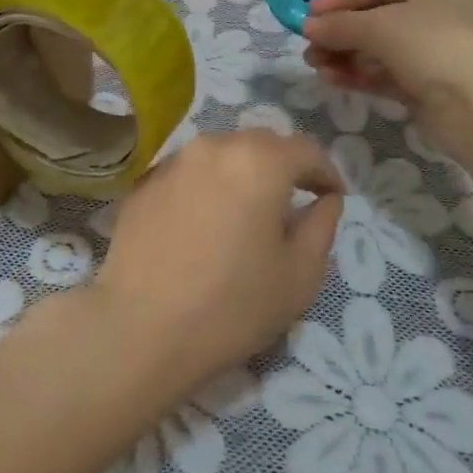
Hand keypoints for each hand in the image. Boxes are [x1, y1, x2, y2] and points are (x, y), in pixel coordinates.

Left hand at [93, 132, 343, 400]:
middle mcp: (213, 147)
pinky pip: (188, 173)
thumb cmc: (232, 306)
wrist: (140, 328)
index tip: (332, 198)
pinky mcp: (142, 183)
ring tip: (246, 213)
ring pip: (220, 155)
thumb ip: (321, 226)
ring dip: (241, 174)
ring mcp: (172, 162)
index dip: (326, 172)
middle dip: (283, 167)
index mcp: (259, 161)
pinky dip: (206, 186)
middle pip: (260, 144)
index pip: (305, 149)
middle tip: (292, 204)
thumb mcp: (299, 275)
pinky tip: (204, 223)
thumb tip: (325, 199)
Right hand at [301, 0, 472, 153]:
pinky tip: (330, 78)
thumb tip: (309, 26)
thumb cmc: (434, 45)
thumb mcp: (380, 26)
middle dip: (339, 30)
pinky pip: (385, 73)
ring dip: (343, 54)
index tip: (309, 13)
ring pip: (378, 48)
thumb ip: (339, 24)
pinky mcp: (427, 85)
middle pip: (376, 16)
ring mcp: (434, 51)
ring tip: (313, 63)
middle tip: (308, 43)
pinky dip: (358, 74)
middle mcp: (439, 12)